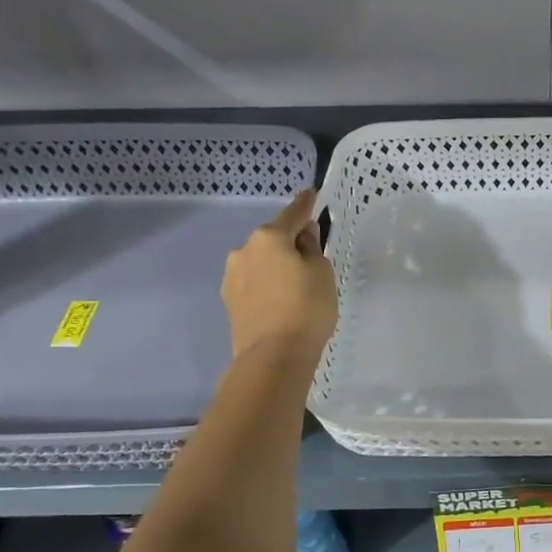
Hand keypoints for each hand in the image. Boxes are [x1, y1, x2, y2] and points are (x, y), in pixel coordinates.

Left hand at [222, 189, 337, 361]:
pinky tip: (280, 300)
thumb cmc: (306, 308)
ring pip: (261, 261)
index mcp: (269, 237)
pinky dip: (267, 284)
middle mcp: (244, 250)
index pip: (292, 214)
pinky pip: (254, 282)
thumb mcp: (321, 272)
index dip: (305, 204)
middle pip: (274, 238)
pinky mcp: (229, 301)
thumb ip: (312, 248)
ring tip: (295, 284)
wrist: (273, 357)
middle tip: (311, 256)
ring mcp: (232, 277)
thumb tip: (302, 237)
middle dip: (290, 242)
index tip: (311, 194)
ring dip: (276, 264)